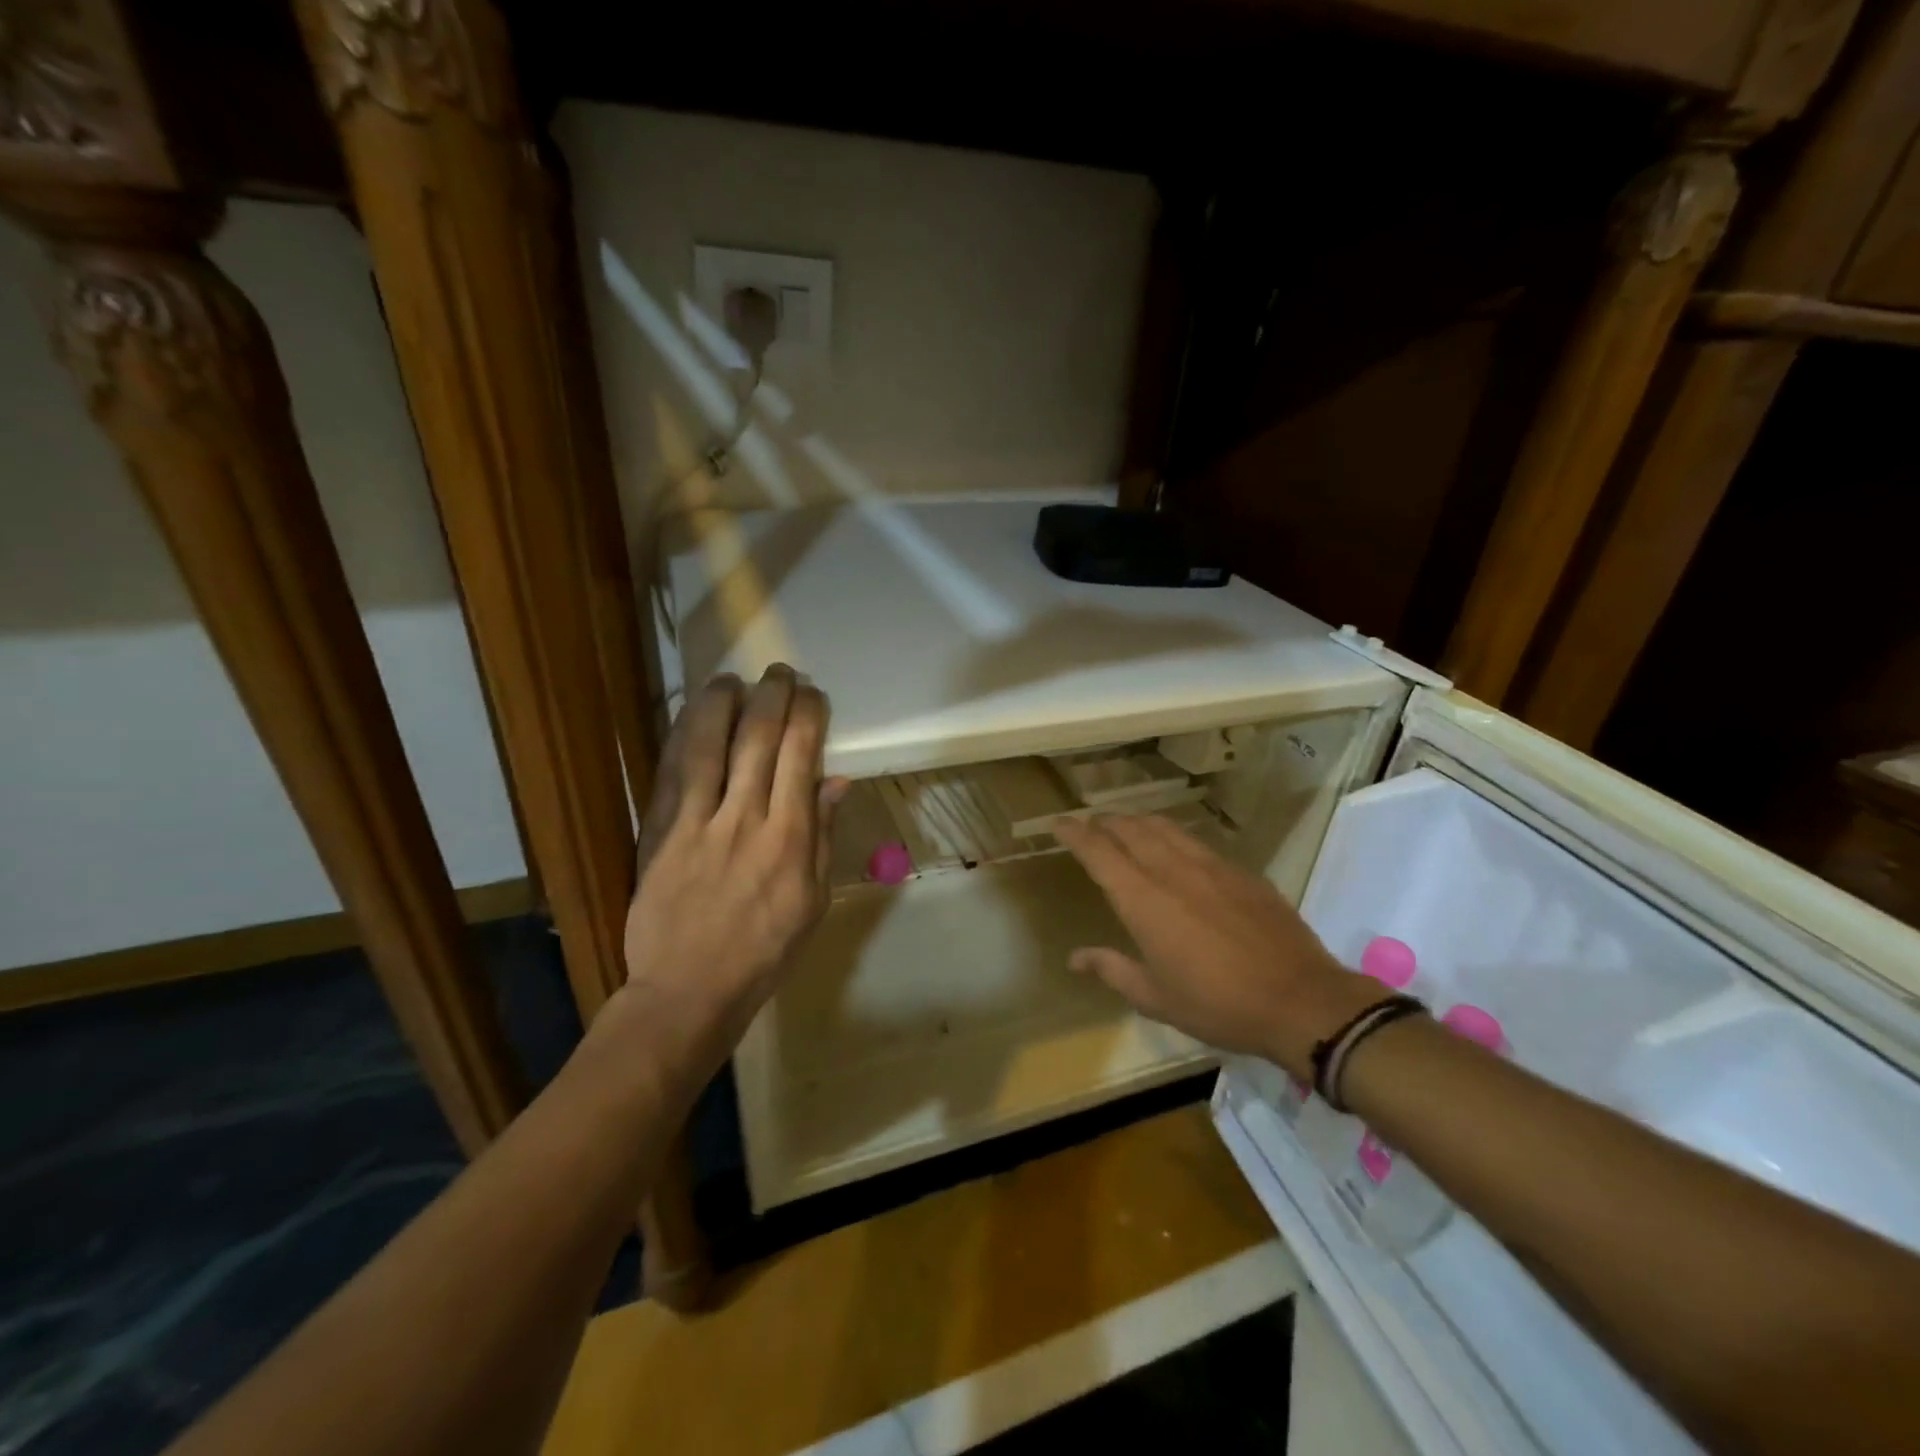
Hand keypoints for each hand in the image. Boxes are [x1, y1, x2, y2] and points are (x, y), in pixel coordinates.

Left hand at [620, 665, 846, 1067]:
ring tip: (732, 679)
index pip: (802, 755)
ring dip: (723, 703)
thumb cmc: (765, 951)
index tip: (814, 696)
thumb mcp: (814, 902)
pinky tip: (691, 715)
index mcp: (789, 838)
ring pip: (709, 744)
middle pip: (758, 738)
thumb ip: (823, 837)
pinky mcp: (659, 831)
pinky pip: (671, 772)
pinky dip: (682, 736)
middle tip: (780, 673)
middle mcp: (745, 819)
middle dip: (773, 696)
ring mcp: (696, 822)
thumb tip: (835, 780)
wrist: (688, 990)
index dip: (809, 715)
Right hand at [1052, 814, 1378, 1079]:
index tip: (1059, 823)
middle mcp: (1173, 872)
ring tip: (1126, 826)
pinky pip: (1196, 841)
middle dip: (1105, 822)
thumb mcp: (1157, 998)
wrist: (1301, 1000)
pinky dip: (1173, 836)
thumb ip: (1113, 969)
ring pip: (1165, 828)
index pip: (1100, 853)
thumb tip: (1076, 957)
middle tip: (1090, 824)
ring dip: (1138, 822)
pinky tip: (1176, 847)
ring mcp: (1212, 867)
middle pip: (1131, 829)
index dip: (1075, 834)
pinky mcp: (1241, 872)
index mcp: (1145, 901)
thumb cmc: (1219, 1006)